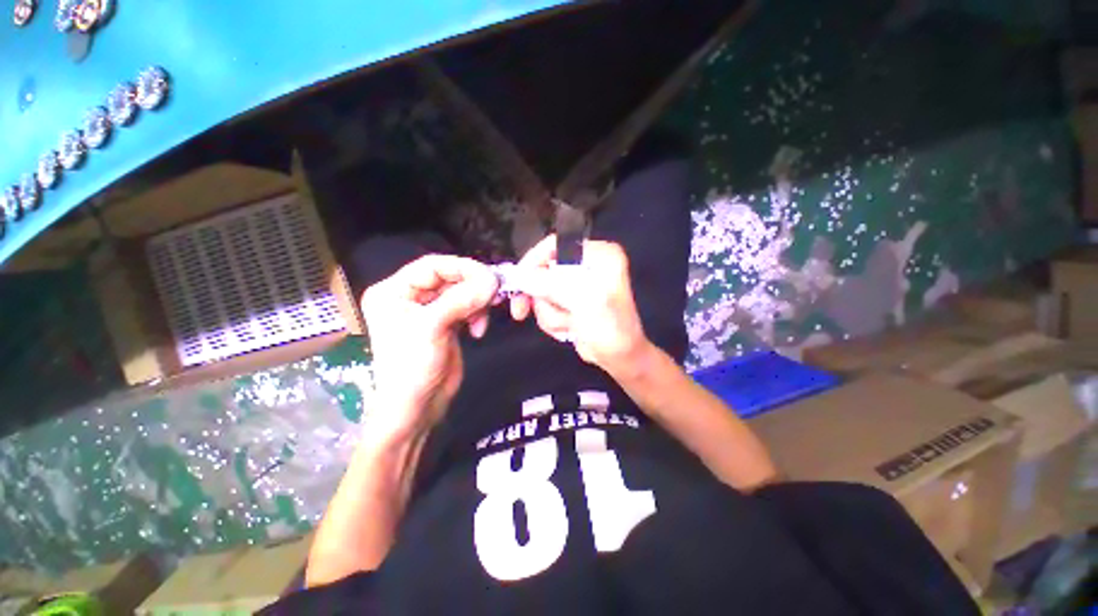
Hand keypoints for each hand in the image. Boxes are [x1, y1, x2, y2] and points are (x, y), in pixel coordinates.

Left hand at [362, 255, 497, 439]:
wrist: (416, 408)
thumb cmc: (412, 367)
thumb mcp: (432, 328)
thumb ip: (461, 300)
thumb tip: (493, 279)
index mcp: (394, 291)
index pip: (432, 265)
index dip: (462, 267)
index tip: (489, 277)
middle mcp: (410, 297)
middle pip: (449, 278)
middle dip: (473, 287)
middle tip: (494, 296)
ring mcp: (430, 311)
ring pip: (461, 293)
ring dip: (477, 303)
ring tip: (484, 319)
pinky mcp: (446, 323)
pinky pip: (467, 308)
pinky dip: (477, 315)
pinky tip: (478, 330)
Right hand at [510, 235, 650, 374]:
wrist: (620, 358)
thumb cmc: (611, 329)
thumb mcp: (584, 303)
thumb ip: (552, 286)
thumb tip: (521, 276)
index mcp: (599, 255)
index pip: (556, 245)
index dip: (533, 261)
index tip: (517, 281)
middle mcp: (587, 265)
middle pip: (544, 270)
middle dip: (542, 297)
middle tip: (522, 312)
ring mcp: (577, 284)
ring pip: (543, 292)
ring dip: (550, 313)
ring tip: (570, 324)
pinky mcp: (570, 300)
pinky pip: (546, 305)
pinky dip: (553, 320)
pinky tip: (570, 329)